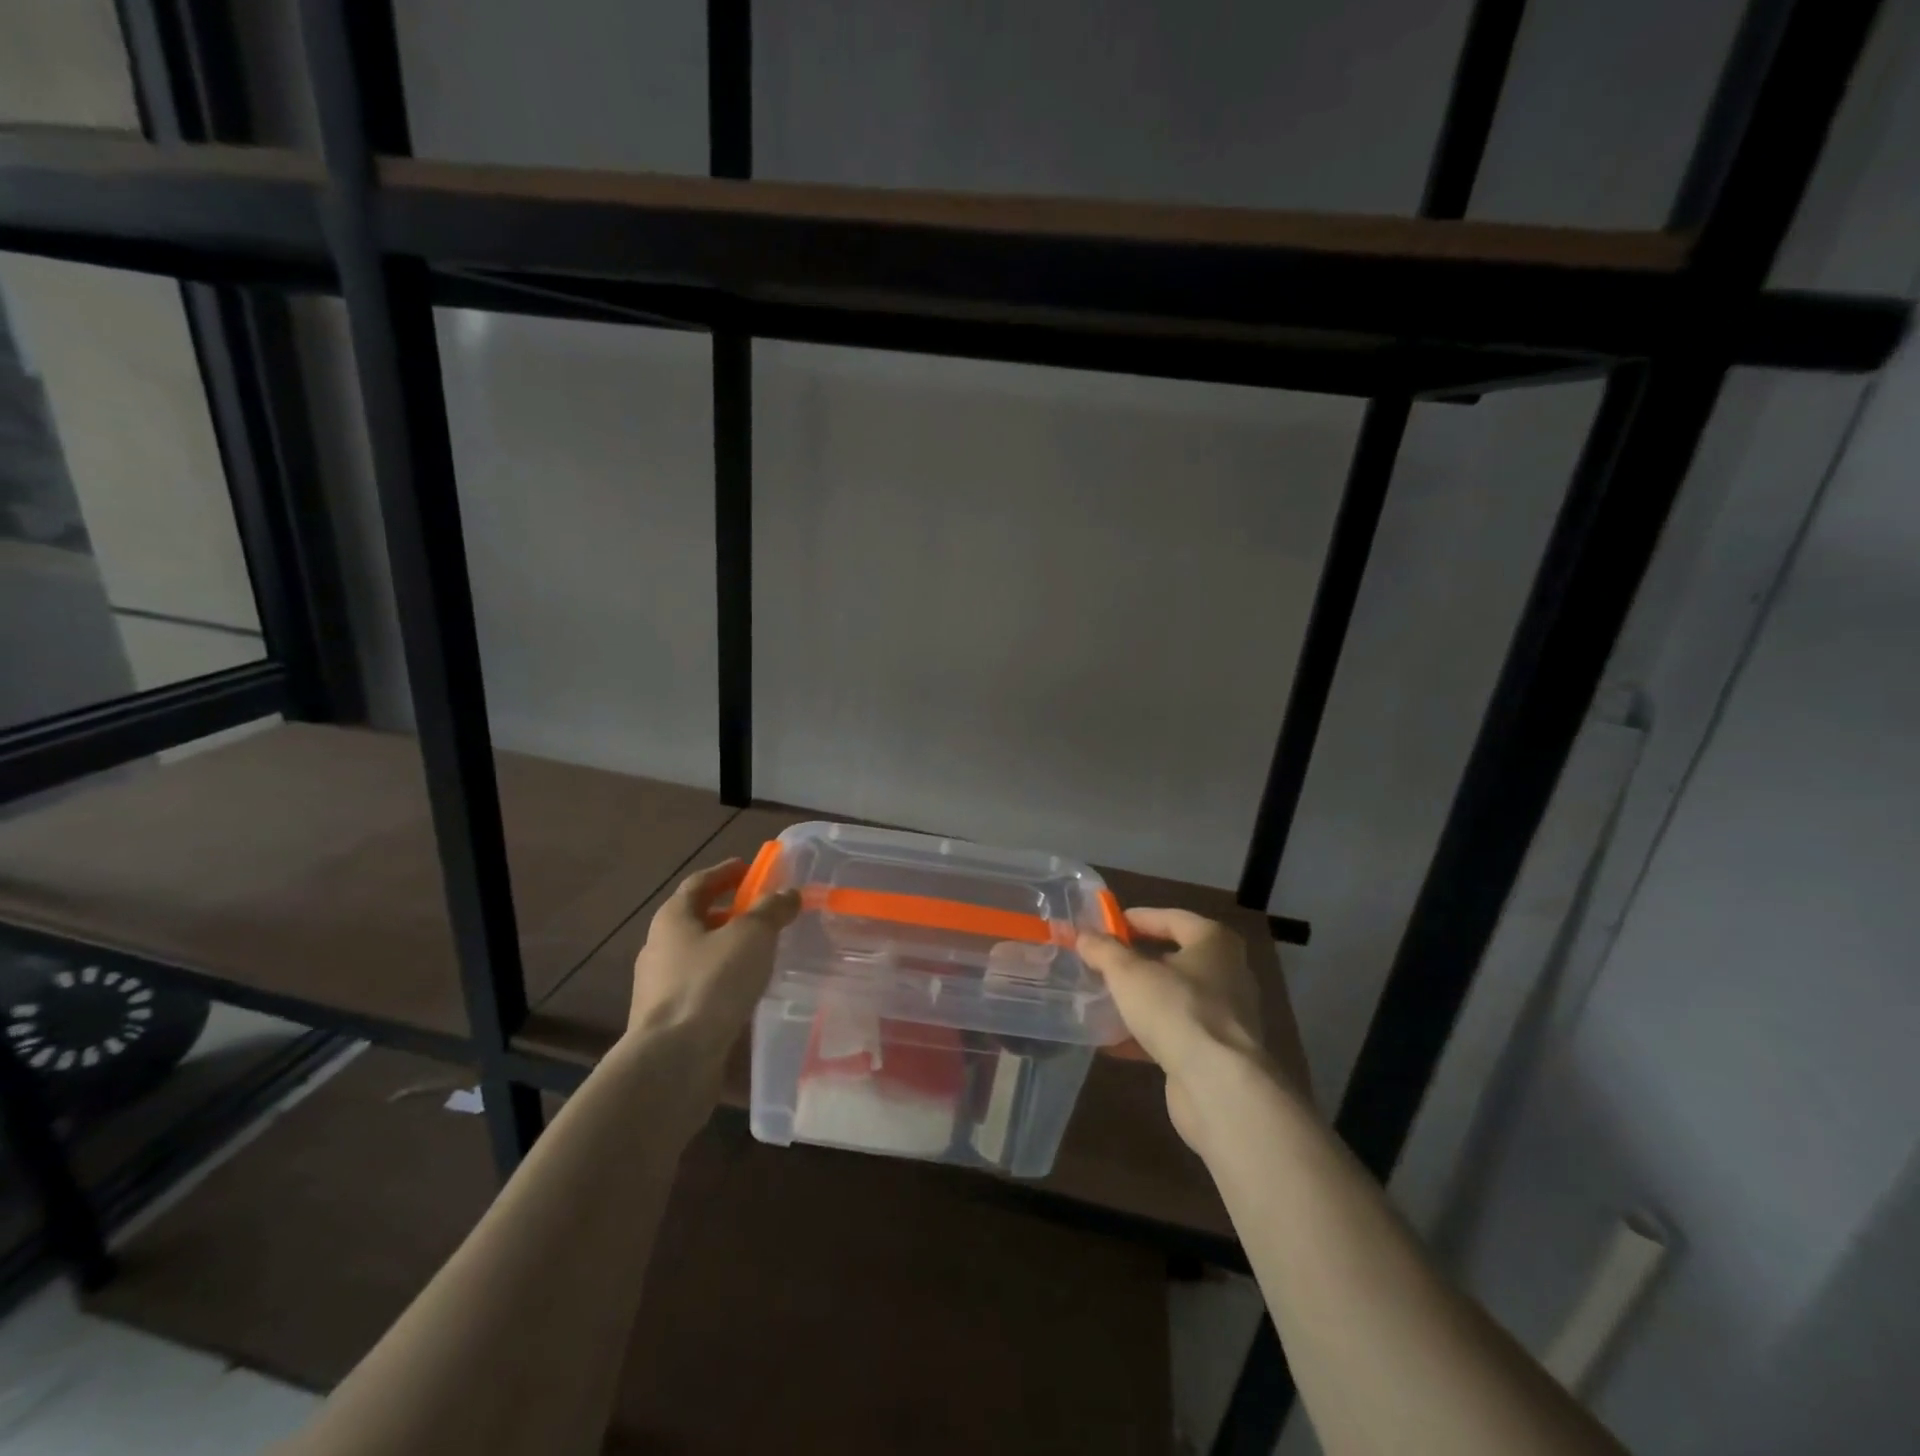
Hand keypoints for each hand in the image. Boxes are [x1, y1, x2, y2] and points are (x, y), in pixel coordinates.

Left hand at [626, 859, 799, 1067]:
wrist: (672, 1061)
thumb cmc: (711, 984)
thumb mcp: (751, 936)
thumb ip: (771, 910)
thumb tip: (787, 893)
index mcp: (673, 919)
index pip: (698, 883)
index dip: (725, 872)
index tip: (748, 868)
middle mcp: (659, 948)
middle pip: (696, 920)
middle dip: (728, 913)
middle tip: (762, 913)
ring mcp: (659, 988)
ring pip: (698, 957)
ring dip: (727, 950)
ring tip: (761, 955)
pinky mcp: (668, 1022)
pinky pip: (701, 989)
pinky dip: (724, 982)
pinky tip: (747, 993)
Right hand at [1079, 908, 1310, 1148]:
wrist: (1218, 1085)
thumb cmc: (1176, 1009)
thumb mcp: (1128, 973)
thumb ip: (1103, 950)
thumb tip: (1084, 936)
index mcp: (1214, 942)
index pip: (1172, 918)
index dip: (1138, 918)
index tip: (1107, 925)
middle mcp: (1227, 973)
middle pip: (1174, 958)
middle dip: (1136, 961)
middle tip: (1102, 962)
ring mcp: (1225, 1016)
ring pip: (1173, 998)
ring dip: (1139, 999)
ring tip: (1101, 1000)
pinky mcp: (1216, 1052)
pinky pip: (1174, 1032)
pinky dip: (1145, 1033)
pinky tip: (1112, 1042)